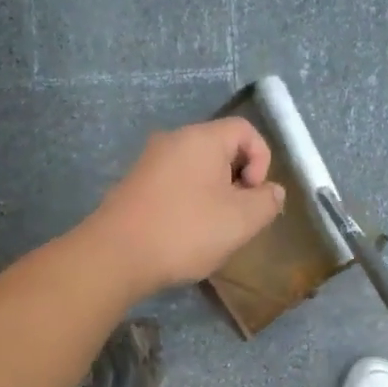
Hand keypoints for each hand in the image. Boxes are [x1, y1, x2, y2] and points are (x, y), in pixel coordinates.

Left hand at [85, 118, 286, 298]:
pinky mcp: (135, 185)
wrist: (115, 256)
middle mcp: (173, 140)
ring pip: (198, 169)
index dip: (262, 159)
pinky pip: (175, 184)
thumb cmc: (186, 231)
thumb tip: (271, 191)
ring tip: (213, 230)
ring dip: (215, 195)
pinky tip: (185, 234)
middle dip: (238, 180)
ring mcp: (150, 162)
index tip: (254, 194)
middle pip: (221, 149)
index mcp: (201, 138)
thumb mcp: (242, 220)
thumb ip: (267, 201)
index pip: (245, 130)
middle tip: (238, 216)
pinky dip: (189, 202)